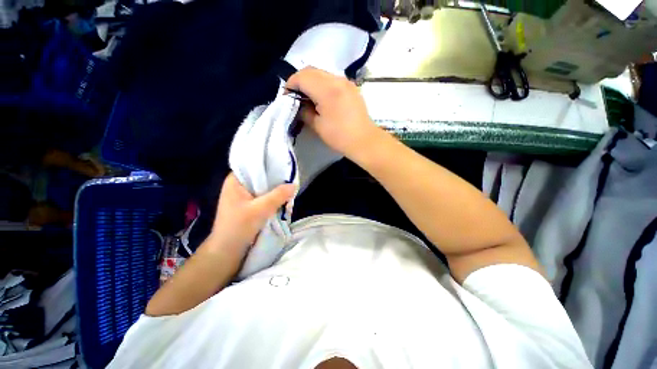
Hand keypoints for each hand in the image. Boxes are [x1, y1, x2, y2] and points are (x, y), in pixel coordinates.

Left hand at [207, 173, 294, 258]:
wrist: (227, 251)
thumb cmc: (239, 227)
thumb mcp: (260, 209)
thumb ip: (278, 195)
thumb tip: (294, 185)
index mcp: (235, 181)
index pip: (253, 165)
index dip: (269, 165)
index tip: (284, 167)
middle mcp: (239, 186)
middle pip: (260, 177)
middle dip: (275, 180)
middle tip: (290, 181)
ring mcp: (243, 197)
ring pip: (263, 188)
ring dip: (275, 191)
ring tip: (288, 190)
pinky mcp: (248, 206)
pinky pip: (263, 197)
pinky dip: (272, 199)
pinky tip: (282, 200)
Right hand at [286, 67, 380, 158]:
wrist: (364, 140)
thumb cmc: (340, 136)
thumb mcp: (317, 126)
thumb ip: (304, 112)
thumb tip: (299, 104)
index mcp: (327, 89)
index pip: (302, 77)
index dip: (290, 84)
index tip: (287, 97)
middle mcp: (337, 79)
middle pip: (311, 70)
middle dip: (300, 80)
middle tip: (296, 96)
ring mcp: (346, 82)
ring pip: (322, 73)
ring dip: (311, 81)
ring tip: (308, 97)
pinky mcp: (351, 87)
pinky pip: (332, 78)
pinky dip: (322, 84)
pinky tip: (322, 97)